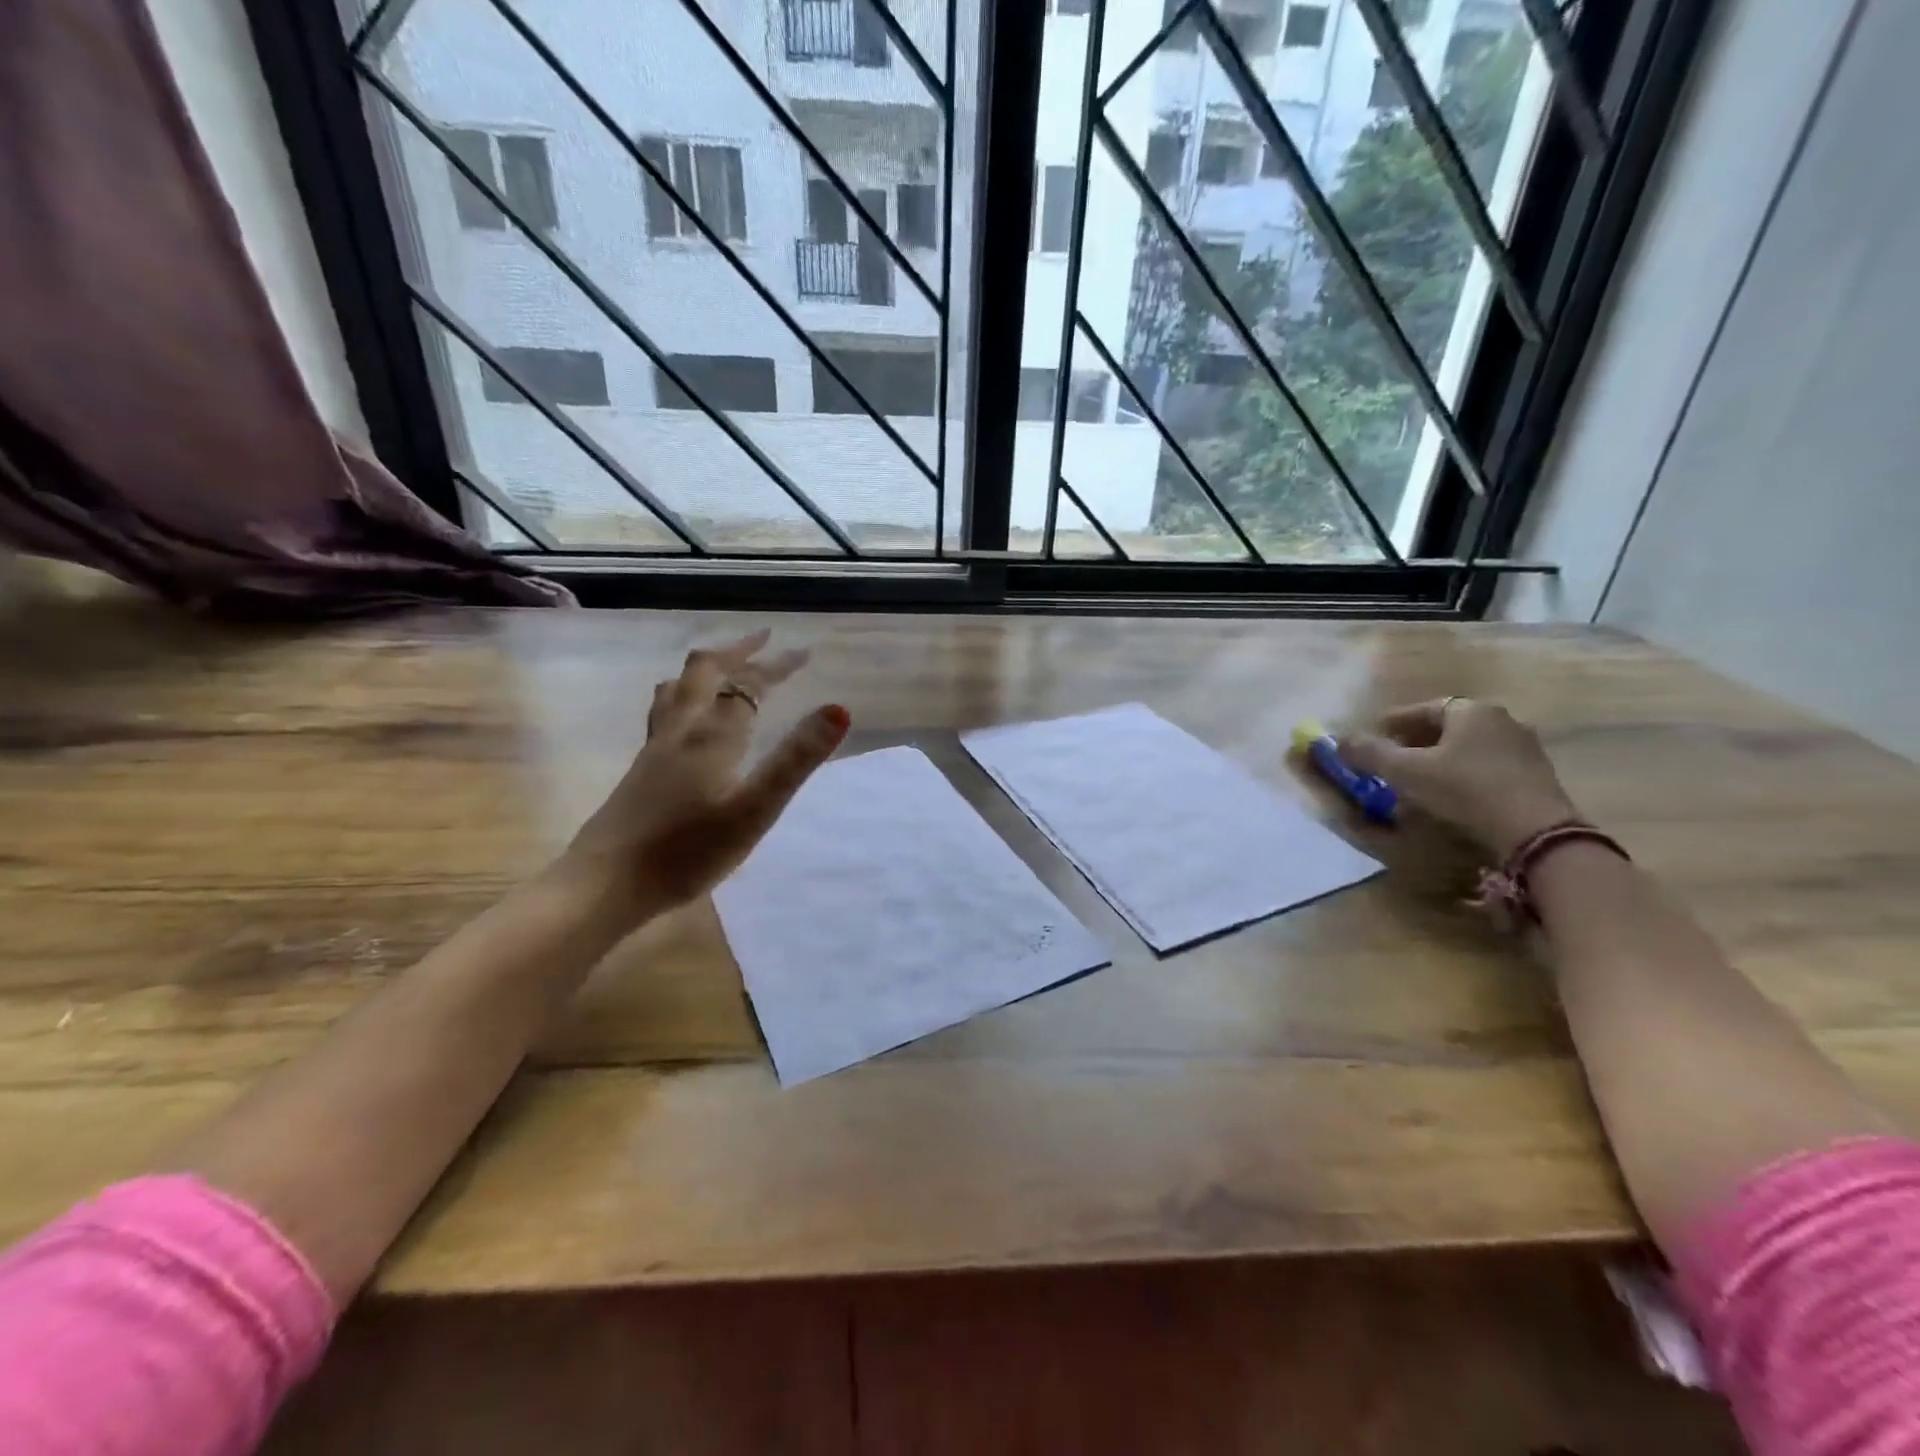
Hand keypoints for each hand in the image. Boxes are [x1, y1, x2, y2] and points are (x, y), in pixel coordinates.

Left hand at [557, 629, 849, 923]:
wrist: (607, 883)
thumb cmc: (688, 851)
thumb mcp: (755, 810)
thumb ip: (795, 759)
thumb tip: (839, 709)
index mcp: (712, 735)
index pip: (749, 686)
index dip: (777, 666)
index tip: (804, 653)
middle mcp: (681, 730)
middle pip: (705, 673)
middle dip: (738, 652)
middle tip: (763, 641)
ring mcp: (656, 748)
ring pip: (678, 688)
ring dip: (707, 669)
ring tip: (724, 667)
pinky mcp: (641, 768)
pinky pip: (665, 710)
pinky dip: (685, 694)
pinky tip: (686, 718)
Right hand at [1340, 698, 1579, 857]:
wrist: (1535, 831)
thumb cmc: (1465, 790)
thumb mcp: (1406, 772)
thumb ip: (1369, 753)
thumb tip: (1337, 740)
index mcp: (1471, 710)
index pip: (1425, 708)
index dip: (1395, 721)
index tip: (1376, 734)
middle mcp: (1501, 720)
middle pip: (1448, 726)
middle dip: (1417, 739)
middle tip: (1393, 755)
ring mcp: (1524, 748)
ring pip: (1469, 746)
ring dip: (1442, 756)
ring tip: (1419, 777)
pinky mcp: (1536, 776)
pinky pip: (1488, 765)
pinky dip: (1464, 772)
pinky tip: (1451, 792)